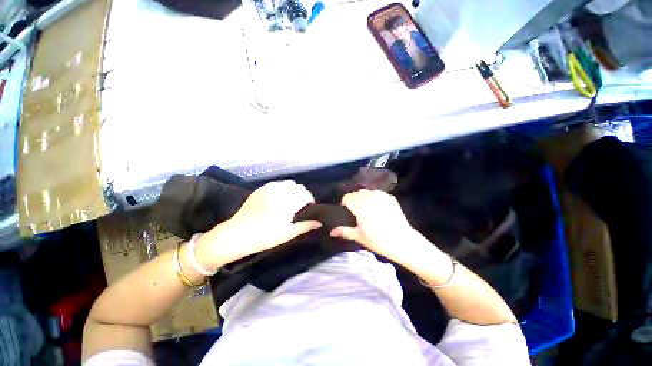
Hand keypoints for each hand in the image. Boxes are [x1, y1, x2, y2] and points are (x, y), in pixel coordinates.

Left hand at [197, 180, 321, 268]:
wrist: (238, 234)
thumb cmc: (266, 236)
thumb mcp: (288, 233)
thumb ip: (305, 226)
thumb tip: (319, 222)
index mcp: (289, 203)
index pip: (306, 195)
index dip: (310, 200)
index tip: (309, 207)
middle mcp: (281, 192)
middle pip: (298, 186)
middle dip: (302, 194)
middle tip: (299, 204)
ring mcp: (269, 188)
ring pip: (287, 183)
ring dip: (292, 189)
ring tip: (289, 200)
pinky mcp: (260, 189)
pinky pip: (276, 183)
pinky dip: (281, 188)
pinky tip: (277, 198)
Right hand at [330, 189, 417, 261]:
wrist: (403, 242)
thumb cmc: (378, 241)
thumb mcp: (359, 237)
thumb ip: (344, 231)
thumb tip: (331, 232)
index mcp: (360, 206)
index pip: (347, 197)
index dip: (345, 203)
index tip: (346, 210)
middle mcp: (370, 198)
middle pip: (357, 193)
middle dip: (354, 200)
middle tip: (356, 211)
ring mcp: (381, 196)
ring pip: (367, 191)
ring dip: (364, 197)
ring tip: (367, 208)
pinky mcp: (391, 198)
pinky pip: (378, 193)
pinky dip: (375, 197)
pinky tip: (378, 208)